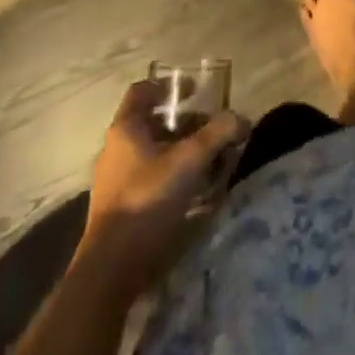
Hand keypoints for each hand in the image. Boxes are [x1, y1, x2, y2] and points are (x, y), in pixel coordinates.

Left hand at [81, 81, 247, 277]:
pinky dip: (174, 177)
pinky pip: (152, 179)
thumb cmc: (147, 199)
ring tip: (212, 161)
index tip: (196, 90)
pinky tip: (197, 191)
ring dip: (182, 152)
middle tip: (214, 130)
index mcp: (125, 129)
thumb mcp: (190, 160)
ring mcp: (117, 181)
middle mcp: (117, 149)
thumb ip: (218, 134)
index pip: (143, 90)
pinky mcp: (122, 208)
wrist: (112, 269)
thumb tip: (242, 119)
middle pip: (154, 123)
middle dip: (186, 124)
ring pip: (154, 153)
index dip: (169, 85)